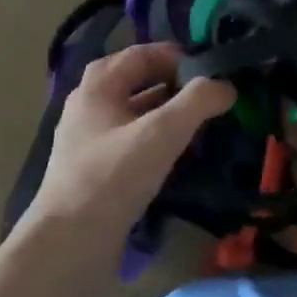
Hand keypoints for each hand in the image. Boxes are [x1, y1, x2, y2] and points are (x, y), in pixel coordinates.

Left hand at [27, 43, 234, 243]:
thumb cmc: (113, 177)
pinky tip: (179, 157)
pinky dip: (158, 141)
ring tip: (204, 126)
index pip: (143, 54)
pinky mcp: (97, 170)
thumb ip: (197, 102)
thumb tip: (226, 85)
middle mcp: (90, 106)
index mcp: (98, 85)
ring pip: (136, 114)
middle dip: (176, 86)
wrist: (70, 242)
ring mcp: (90, 140)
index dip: (179, 57)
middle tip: (211, 98)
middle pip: (138, 82)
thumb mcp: (161, 133)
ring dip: (169, 115)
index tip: (213, 71)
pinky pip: (133, 142)